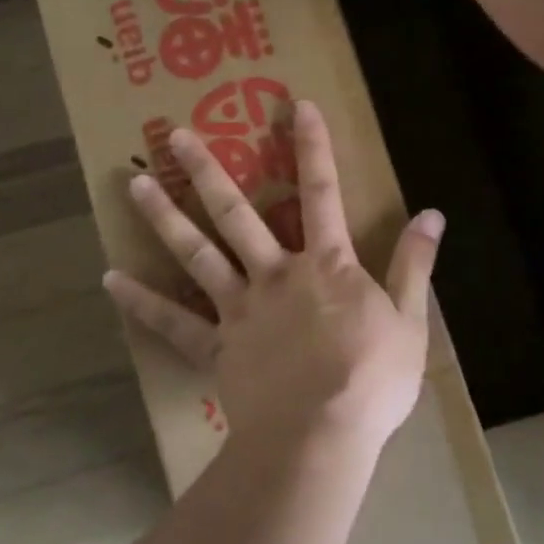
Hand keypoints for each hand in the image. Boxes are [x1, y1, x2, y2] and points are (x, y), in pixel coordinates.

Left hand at [102, 100, 444, 460]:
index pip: (322, 193)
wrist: (320, 438)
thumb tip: (432, 213)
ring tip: (133, 184)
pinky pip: (174, 322)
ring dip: (165, 217)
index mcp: (326, 266)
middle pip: (236, 213)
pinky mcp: (217, 346)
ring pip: (197, 254)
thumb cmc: (371, 381)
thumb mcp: (410, 321)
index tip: (298, 106)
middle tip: (174, 134)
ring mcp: (240, 308)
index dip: (313, 147)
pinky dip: (143, 302)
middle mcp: (275, 274)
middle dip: (207, 170)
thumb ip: (415, 265)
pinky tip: (111, 280)